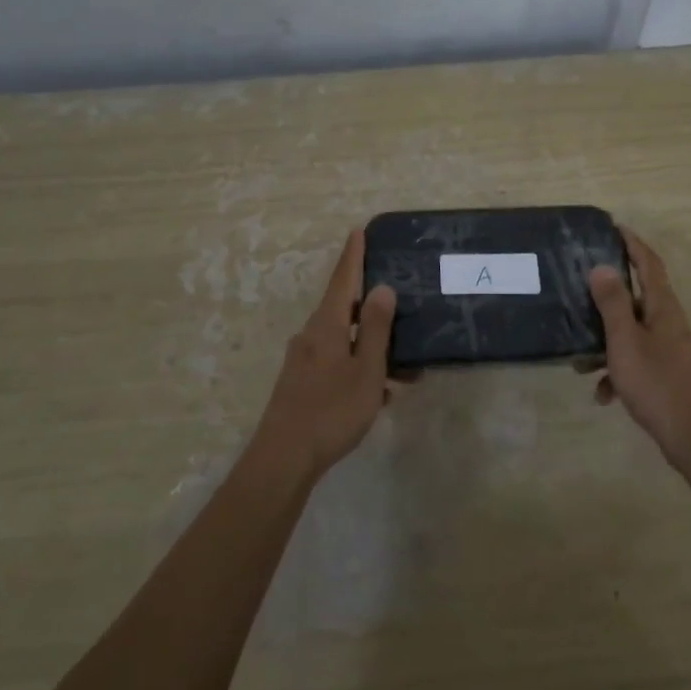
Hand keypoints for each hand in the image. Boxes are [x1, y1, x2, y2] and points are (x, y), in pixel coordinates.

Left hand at [251, 229, 399, 478]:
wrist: (284, 458)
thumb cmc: (331, 410)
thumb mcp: (365, 369)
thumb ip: (374, 328)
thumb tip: (381, 288)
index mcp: (326, 325)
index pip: (342, 279)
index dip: (353, 255)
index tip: (358, 231)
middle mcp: (310, 336)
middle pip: (344, 310)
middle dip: (373, 309)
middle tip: (401, 306)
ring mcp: (303, 361)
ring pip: (345, 342)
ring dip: (373, 349)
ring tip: (405, 371)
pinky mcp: (302, 383)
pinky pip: (338, 364)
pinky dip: (360, 369)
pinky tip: (381, 394)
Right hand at [588, 230, 690, 470]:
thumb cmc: (656, 382)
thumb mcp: (625, 341)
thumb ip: (612, 304)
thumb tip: (601, 267)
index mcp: (662, 308)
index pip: (649, 264)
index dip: (633, 244)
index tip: (614, 228)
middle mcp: (668, 323)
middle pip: (636, 298)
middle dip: (607, 298)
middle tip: (580, 291)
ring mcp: (668, 349)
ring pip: (630, 334)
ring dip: (605, 344)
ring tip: (579, 361)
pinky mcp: (664, 373)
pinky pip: (634, 362)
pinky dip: (617, 373)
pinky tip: (603, 395)